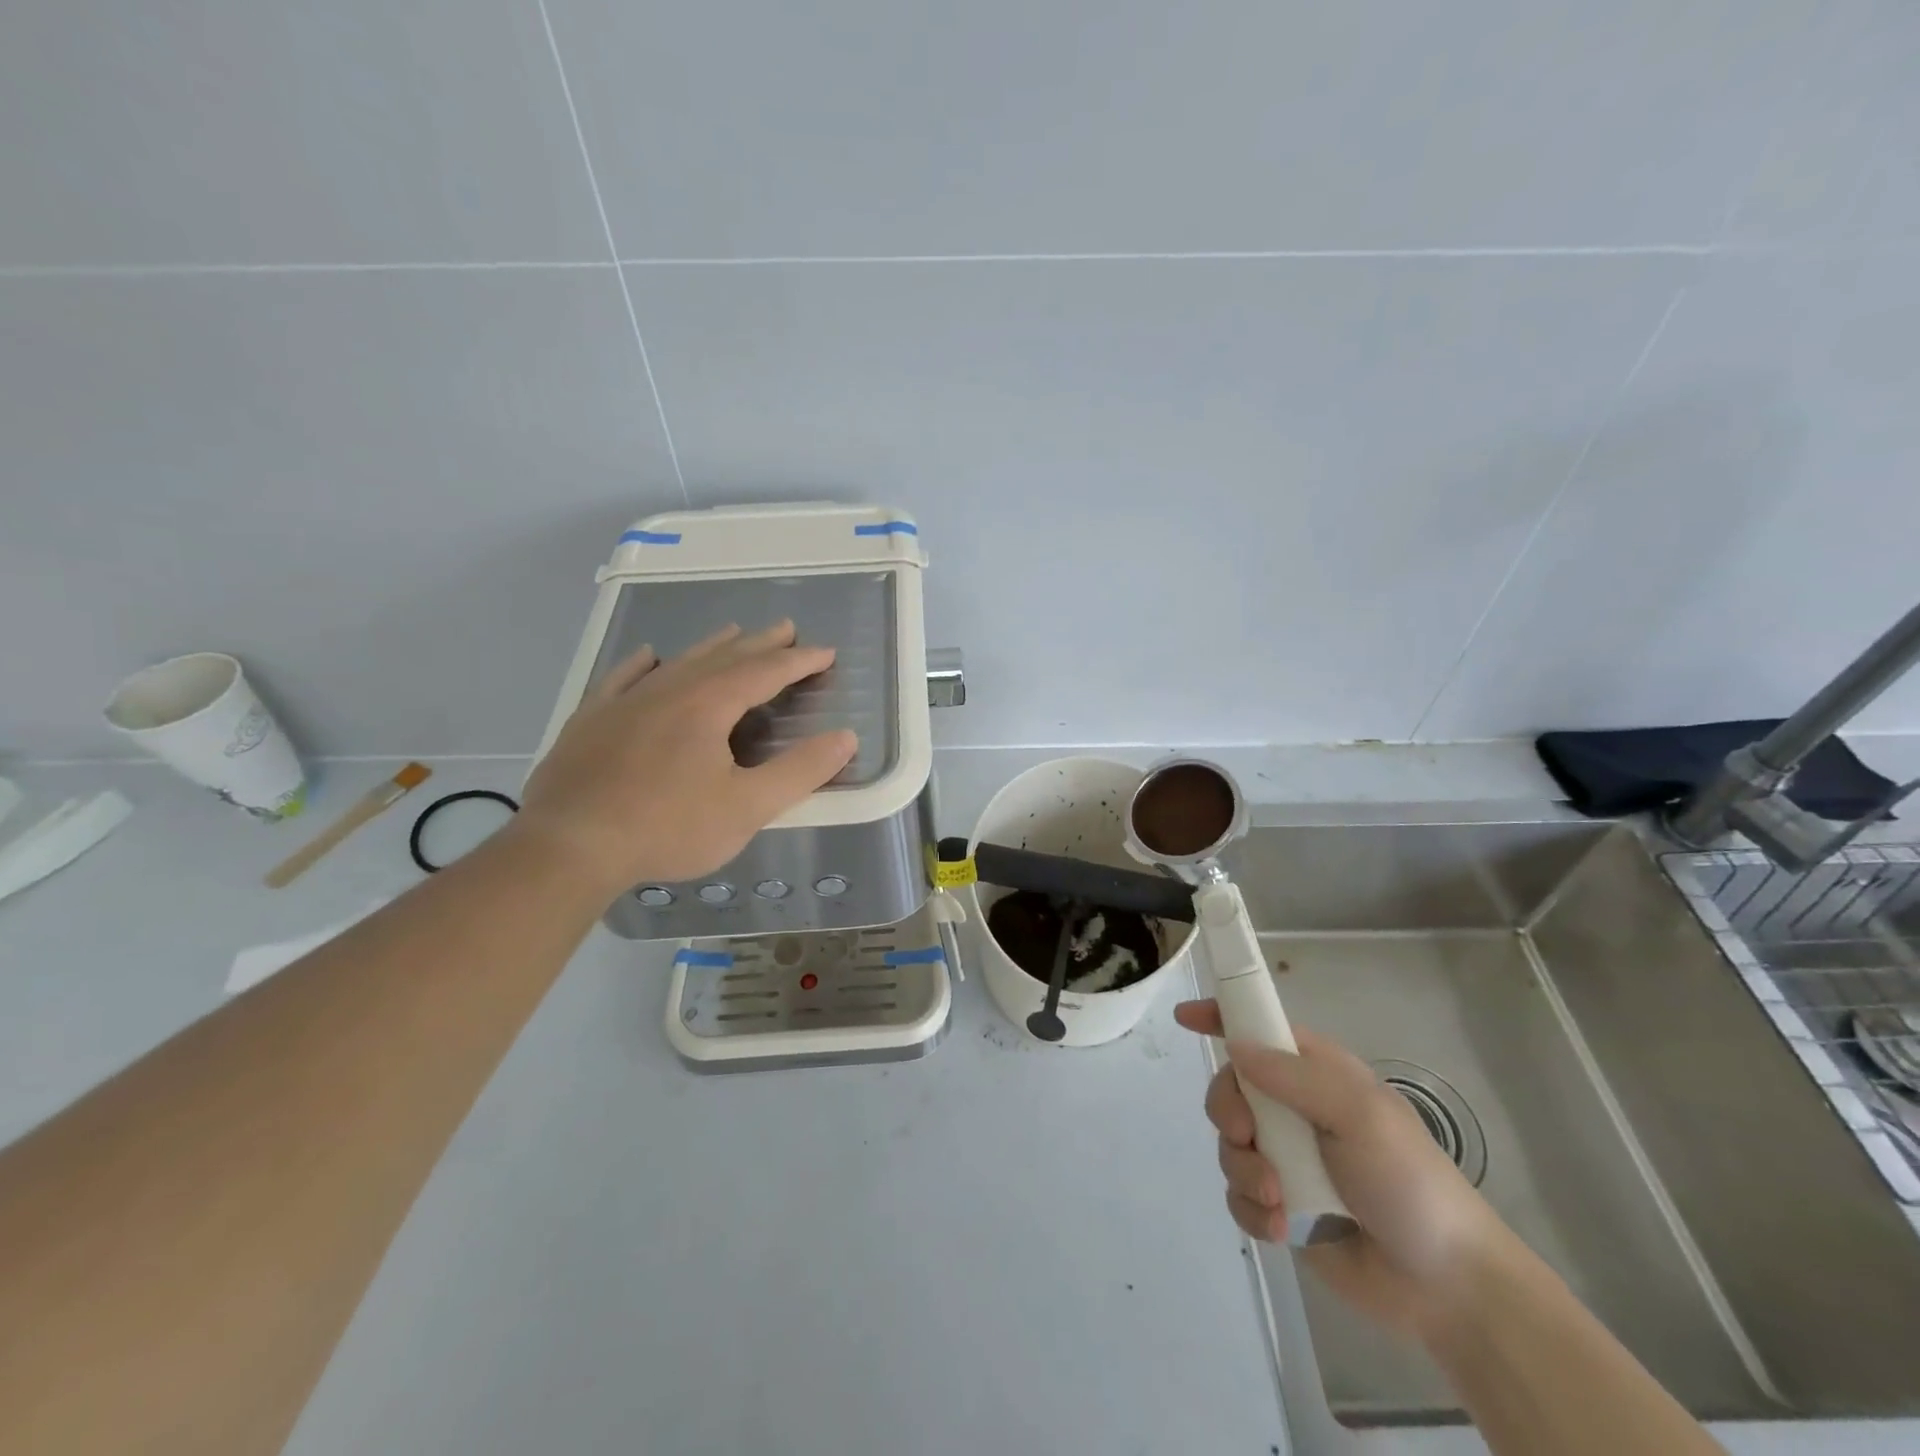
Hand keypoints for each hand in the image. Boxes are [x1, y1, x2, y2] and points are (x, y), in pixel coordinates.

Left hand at [514, 621, 857, 898]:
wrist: (568, 847)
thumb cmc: (667, 827)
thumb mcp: (747, 807)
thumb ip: (800, 771)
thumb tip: (846, 737)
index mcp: (709, 705)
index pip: (765, 672)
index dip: (799, 661)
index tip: (826, 652)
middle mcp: (670, 690)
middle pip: (724, 657)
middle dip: (761, 644)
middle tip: (786, 629)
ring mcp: (625, 702)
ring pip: (679, 662)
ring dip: (712, 646)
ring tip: (733, 632)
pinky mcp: (592, 720)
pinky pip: (623, 678)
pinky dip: (643, 664)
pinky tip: (648, 656)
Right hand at [1174, 1000, 1514, 1338]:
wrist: (1446, 1284)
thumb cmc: (1409, 1180)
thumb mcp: (1360, 1114)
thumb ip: (1295, 1077)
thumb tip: (1235, 1048)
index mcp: (1316, 1073)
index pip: (1259, 1030)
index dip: (1220, 1018)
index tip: (1184, 1017)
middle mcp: (1293, 1109)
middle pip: (1230, 1089)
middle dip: (1227, 1112)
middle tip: (1247, 1137)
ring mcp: (1285, 1158)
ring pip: (1228, 1144)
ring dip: (1245, 1170)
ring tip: (1280, 1199)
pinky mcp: (1279, 1206)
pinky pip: (1237, 1194)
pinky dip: (1251, 1210)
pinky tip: (1281, 1228)